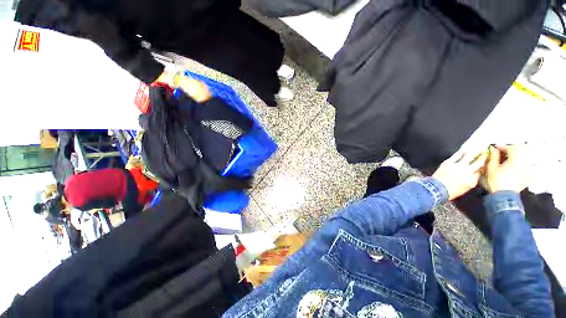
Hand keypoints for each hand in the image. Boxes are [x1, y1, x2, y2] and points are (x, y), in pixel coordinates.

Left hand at [433, 150, 486, 199]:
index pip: (481, 170)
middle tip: (487, 150)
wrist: (436, 188)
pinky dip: (461, 151)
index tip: (488, 159)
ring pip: (468, 156)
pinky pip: (456, 155)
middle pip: (478, 162)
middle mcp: (466, 172)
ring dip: (474, 151)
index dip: (485, 164)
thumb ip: (474, 179)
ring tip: (479, 146)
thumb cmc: (452, 190)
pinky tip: (465, 149)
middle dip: (483, 156)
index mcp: (472, 179)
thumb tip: (478, 172)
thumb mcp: (467, 187)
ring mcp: (457, 166)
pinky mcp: (448, 163)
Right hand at [484, 145, 531, 192]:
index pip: (511, 148)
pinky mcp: (528, 175)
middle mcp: (524, 162)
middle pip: (522, 149)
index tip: (496, 148)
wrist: (504, 196)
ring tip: (510, 157)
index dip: (503, 147)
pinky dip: (523, 162)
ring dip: (519, 154)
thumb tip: (494, 150)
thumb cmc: (496, 181)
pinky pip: (528, 165)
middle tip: (504, 151)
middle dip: (513, 148)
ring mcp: (528, 169)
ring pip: (527, 156)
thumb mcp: (491, 168)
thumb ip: (493, 157)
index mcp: (515, 159)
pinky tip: (516, 165)